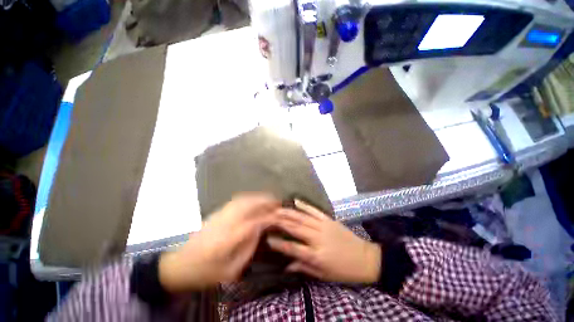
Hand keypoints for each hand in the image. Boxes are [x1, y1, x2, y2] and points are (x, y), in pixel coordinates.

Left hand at [159, 193, 279, 291]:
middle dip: (267, 201)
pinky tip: (254, 199)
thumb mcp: (231, 270)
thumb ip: (248, 248)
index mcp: (231, 237)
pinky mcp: (217, 212)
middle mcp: (227, 221)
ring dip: (259, 197)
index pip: (256, 221)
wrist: (178, 265)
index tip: (281, 215)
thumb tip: (261, 230)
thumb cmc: (206, 272)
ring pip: (244, 199)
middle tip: (278, 201)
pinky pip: (236, 200)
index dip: (270, 216)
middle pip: (250, 204)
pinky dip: (249, 197)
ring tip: (270, 198)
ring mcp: (221, 214)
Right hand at [268, 200, 380, 283]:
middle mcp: (318, 238)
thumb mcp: (324, 275)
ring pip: (302, 217)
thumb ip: (304, 268)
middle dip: (280, 222)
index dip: (279, 244)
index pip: (293, 248)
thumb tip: (287, 265)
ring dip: (289, 212)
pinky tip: (295, 201)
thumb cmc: (344, 271)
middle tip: (268, 217)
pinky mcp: (329, 219)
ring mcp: (323, 226)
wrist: (366, 258)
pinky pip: (314, 210)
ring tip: (277, 209)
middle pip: (296, 228)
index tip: (268, 238)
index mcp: (316, 255)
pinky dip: (304, 205)